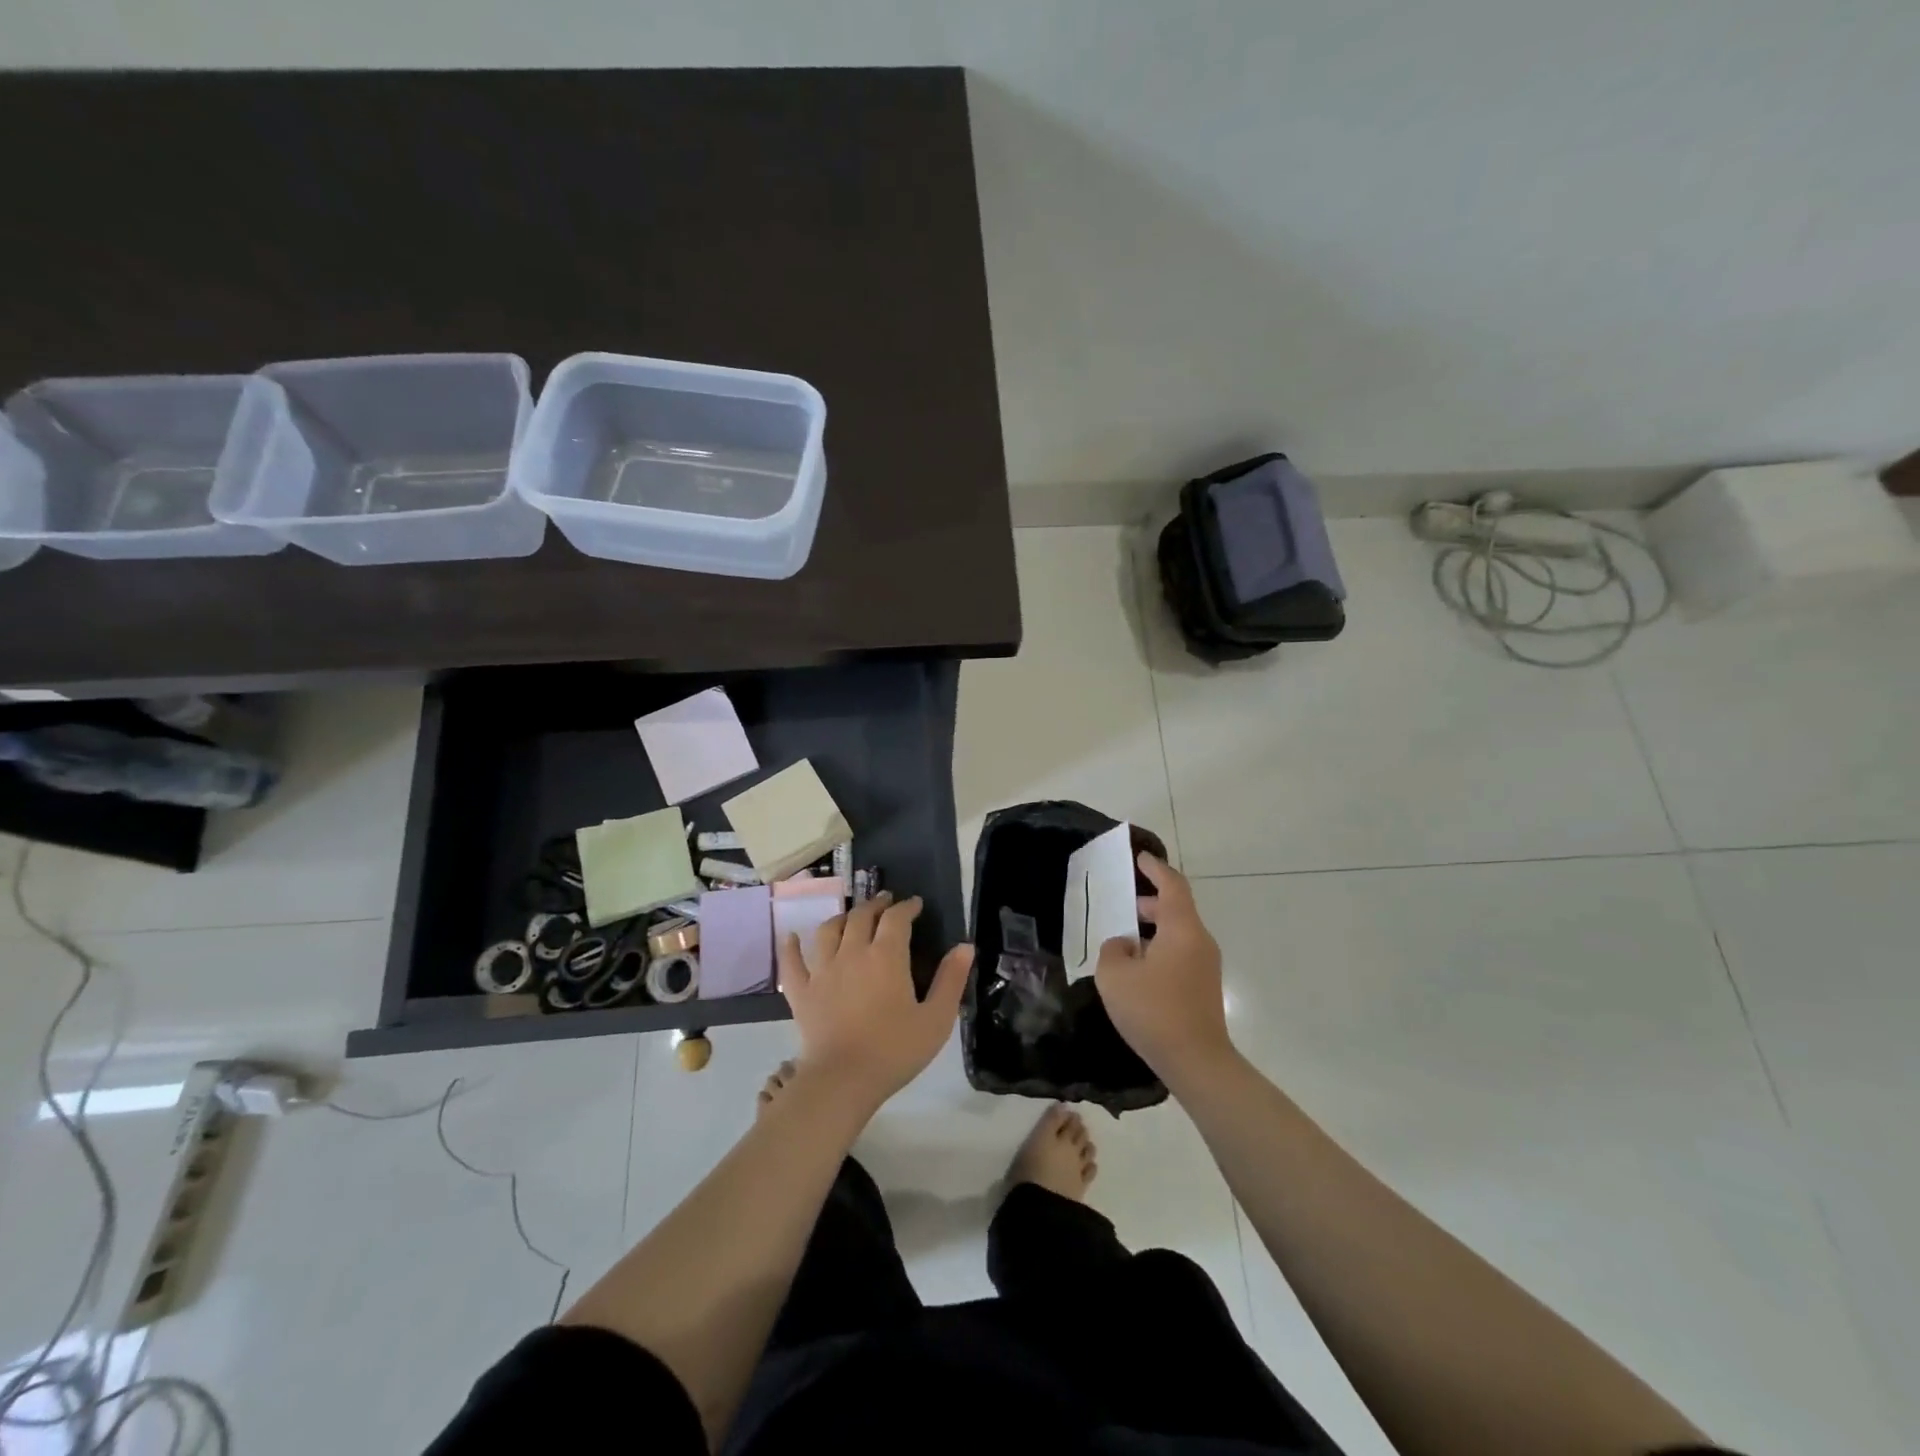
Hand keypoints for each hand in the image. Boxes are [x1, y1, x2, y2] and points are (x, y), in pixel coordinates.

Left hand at [778, 891, 973, 1111]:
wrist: (843, 1081)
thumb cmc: (895, 1050)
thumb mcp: (936, 1018)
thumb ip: (951, 980)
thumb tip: (965, 946)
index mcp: (886, 956)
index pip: (896, 918)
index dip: (906, 907)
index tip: (915, 904)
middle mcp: (852, 953)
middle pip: (861, 917)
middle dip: (875, 905)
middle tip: (885, 903)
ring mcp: (822, 971)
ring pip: (828, 931)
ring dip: (841, 918)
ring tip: (850, 917)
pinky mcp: (801, 992)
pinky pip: (792, 962)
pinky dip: (791, 946)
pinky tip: (791, 937)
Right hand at [1095, 853, 1231, 1081]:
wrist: (1197, 1062)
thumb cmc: (1154, 1011)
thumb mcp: (1115, 975)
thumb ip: (1113, 950)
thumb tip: (1125, 945)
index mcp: (1181, 929)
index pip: (1171, 885)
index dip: (1155, 868)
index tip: (1140, 857)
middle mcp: (1199, 940)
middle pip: (1175, 909)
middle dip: (1149, 901)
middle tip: (1122, 902)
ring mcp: (1205, 965)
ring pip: (1177, 933)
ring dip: (1152, 928)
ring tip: (1123, 937)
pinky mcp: (1204, 987)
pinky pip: (1179, 953)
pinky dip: (1159, 948)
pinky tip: (1137, 967)